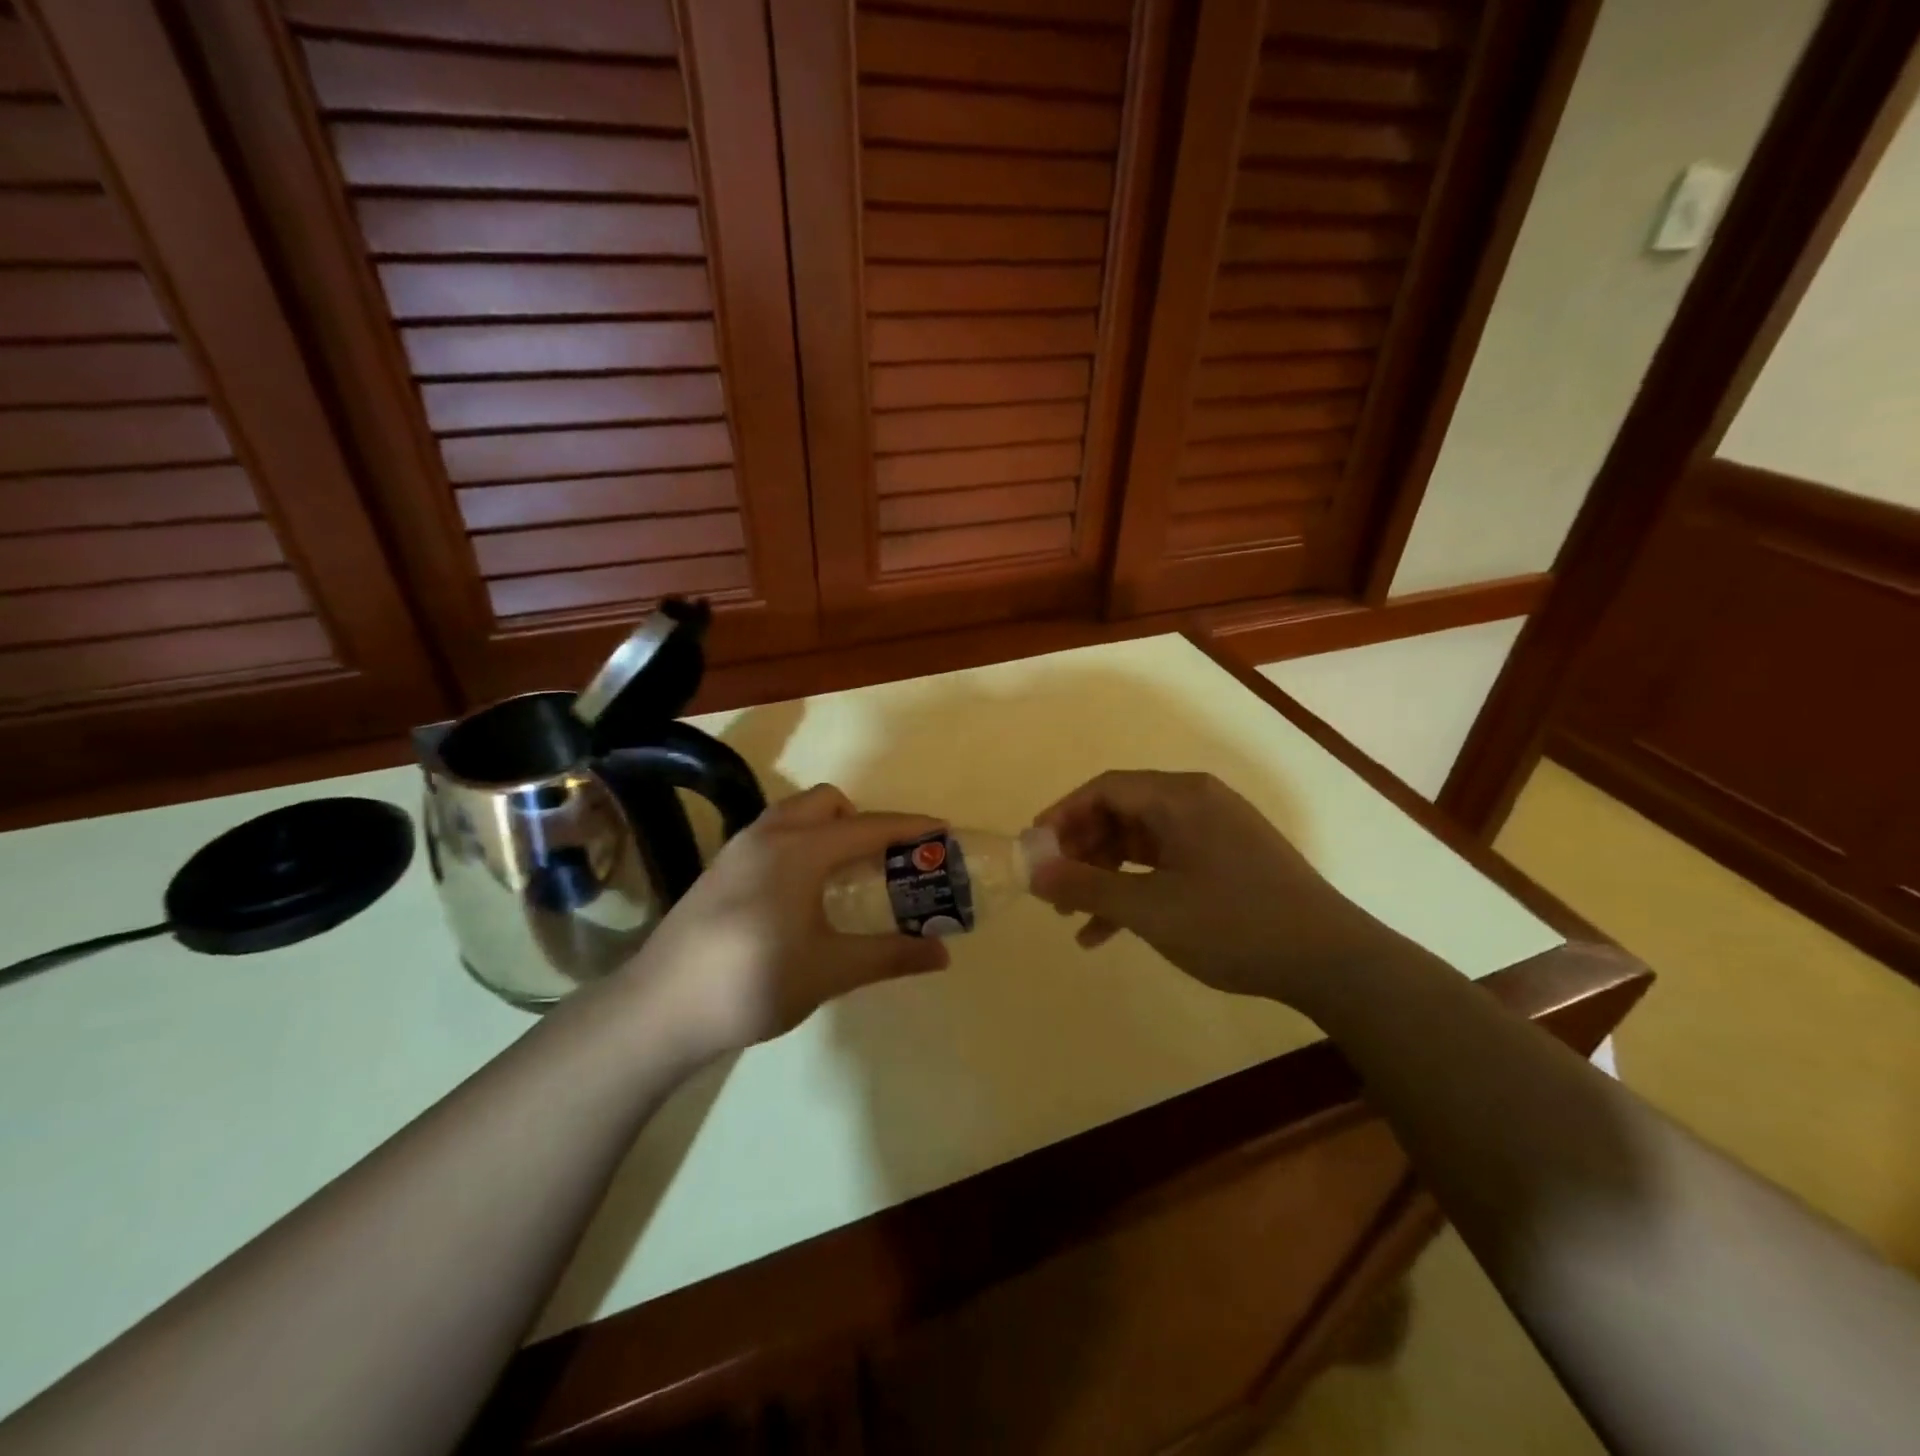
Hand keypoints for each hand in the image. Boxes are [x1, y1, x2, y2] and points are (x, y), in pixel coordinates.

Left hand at [624, 785, 949, 1057]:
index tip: (943, 831)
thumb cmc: (753, 983)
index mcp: (800, 849)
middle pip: (828, 804)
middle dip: (863, 822)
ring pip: (795, 816)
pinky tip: (801, 895)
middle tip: (884, 863)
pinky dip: (801, 844)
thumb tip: (942, 954)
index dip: (910, 829)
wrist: (659, 1010)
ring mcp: (737, 849)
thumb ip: (889, 955)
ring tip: (846, 876)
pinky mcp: (718, 870)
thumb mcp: (830, 971)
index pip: (869, 827)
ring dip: (828, 830)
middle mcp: (769, 835)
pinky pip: (773, 835)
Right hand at [1030, 770, 1395, 1009]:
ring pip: (1141, 843)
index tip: (1034, 848)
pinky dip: (1136, 890)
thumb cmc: (1233, 924)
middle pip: (1122, 813)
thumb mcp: (1150, 908)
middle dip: (1081, 850)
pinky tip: (1108, 933)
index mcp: (1180, 797)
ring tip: (1073, 915)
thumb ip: (1087, 886)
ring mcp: (1215, 833)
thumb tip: (1034, 870)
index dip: (1062, 814)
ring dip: (1105, 876)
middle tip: (1052, 886)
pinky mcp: (1227, 862)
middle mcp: (1197, 804)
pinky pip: (1166, 864)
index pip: (1106, 788)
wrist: (1331, 961)